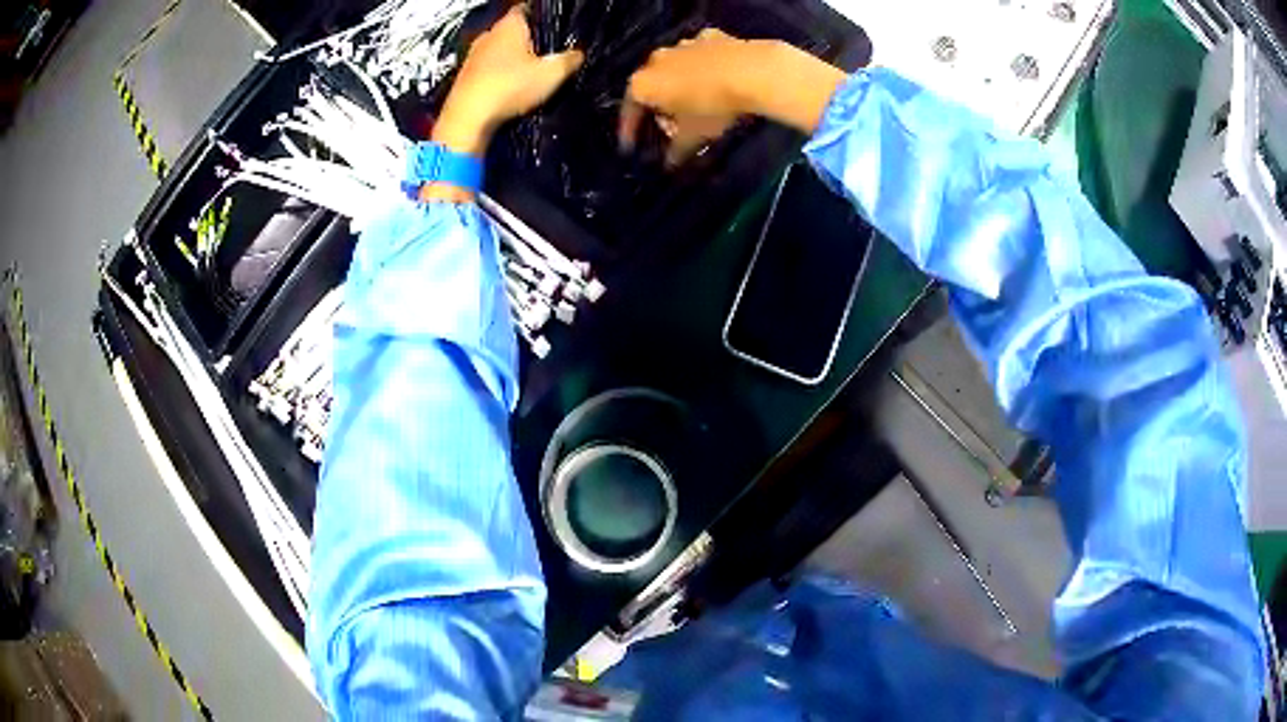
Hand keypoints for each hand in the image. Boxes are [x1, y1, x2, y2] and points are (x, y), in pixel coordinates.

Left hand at [433, 6, 583, 157]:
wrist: (467, 119)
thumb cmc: (510, 87)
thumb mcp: (552, 74)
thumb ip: (569, 60)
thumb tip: (578, 54)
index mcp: (509, 25)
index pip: (526, 9)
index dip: (541, 18)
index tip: (551, 29)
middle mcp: (488, 34)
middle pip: (512, 31)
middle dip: (527, 41)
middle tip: (545, 55)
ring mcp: (472, 56)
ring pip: (497, 51)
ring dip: (510, 60)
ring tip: (528, 75)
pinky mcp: (463, 77)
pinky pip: (486, 70)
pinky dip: (497, 76)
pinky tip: (508, 90)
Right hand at [619, 29, 847, 164]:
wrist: (752, 72)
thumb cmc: (713, 106)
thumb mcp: (694, 134)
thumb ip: (677, 149)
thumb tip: (670, 163)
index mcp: (643, 84)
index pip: (629, 109)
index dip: (630, 129)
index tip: (632, 145)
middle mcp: (655, 60)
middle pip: (651, 86)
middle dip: (658, 107)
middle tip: (671, 127)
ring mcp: (682, 44)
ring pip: (674, 68)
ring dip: (679, 85)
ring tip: (694, 103)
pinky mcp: (709, 37)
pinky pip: (698, 56)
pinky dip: (702, 68)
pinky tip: (715, 79)